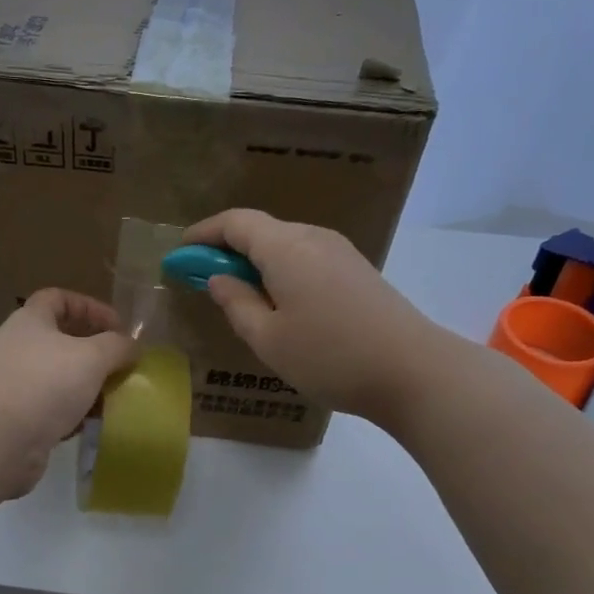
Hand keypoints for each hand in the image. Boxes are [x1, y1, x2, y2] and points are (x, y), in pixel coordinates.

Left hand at [0, 289, 136, 497]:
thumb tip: (132, 346)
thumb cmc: (43, 384)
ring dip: (88, 387)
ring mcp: (16, 385)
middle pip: (61, 341)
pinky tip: (93, 425)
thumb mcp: (91, 357)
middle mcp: (19, 348)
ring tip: (115, 398)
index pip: (58, 298)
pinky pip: (53, 411)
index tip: (118, 326)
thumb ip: (117, 346)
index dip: (90, 307)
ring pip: (60, 379)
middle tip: (122, 366)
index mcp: (31, 321)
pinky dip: (74, 415)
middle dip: (94, 352)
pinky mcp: (18, 420)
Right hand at [182, 209, 434, 424]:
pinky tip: (279, 303)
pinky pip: (306, 258)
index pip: (235, 223)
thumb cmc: (330, 357)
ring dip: (255, 262)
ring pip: (284, 244)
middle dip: (226, 249)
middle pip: (261, 230)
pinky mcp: (357, 270)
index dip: (203, 234)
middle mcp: (313, 237)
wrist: (413, 370)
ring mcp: (340, 252)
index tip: (180, 254)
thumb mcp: (268, 339)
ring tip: (239, 296)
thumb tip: (219, 279)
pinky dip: (281, 270)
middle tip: (204, 280)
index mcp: (286, 247)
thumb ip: (236, 304)